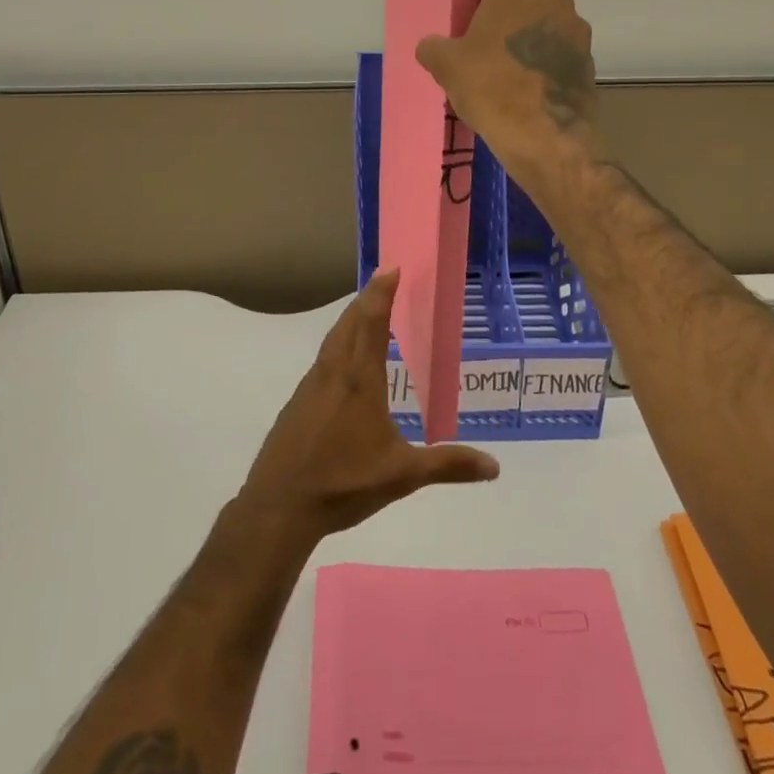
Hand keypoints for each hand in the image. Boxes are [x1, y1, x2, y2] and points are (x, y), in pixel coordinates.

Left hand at [239, 270, 499, 546]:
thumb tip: (494, 467)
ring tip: (365, 315)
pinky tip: (343, 367)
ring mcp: (309, 387)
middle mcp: (333, 372)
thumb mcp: (402, 475)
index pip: (371, 321)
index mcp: (359, 379)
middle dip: (366, 299)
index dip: (382, 292)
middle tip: (383, 281)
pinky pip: (322, 361)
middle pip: (349, 323)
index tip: (392, 267)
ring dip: (350, 321)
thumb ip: (447, 465)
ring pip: (332, 341)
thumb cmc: (343, 482)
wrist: (279, 506)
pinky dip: (337, 347)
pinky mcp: (297, 404)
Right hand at [416, 0, 604, 184]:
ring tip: (511, 79)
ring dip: (531, 45)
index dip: (485, 2)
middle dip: (510, 23)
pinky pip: (562, 56)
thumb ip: (433, 47)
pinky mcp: (589, 62)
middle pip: (526, 3)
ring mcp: (576, 31)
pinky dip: (548, 68)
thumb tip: (432, 46)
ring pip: (546, 29)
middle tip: (488, 56)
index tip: (473, 31)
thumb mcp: (446, 67)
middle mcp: (552, 0)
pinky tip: (531, 95)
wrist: (546, 137)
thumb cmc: (491, 89)